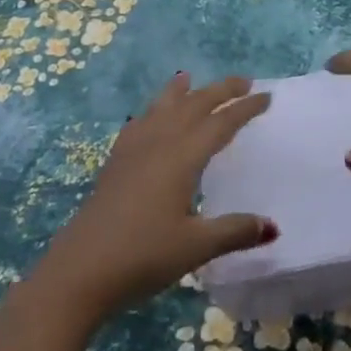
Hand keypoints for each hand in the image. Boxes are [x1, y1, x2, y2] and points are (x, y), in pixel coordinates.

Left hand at [35, 74, 276, 324]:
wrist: (78, 273)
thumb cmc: (142, 257)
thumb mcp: (195, 247)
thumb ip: (234, 232)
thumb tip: (272, 226)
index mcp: (182, 156)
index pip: (221, 123)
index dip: (245, 108)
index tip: (267, 95)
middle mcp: (159, 143)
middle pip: (193, 105)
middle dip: (220, 90)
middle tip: (244, 81)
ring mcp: (132, 151)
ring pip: (162, 108)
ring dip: (181, 92)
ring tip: (188, 78)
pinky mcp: (114, 164)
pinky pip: (139, 123)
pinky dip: (152, 111)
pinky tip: (148, 118)